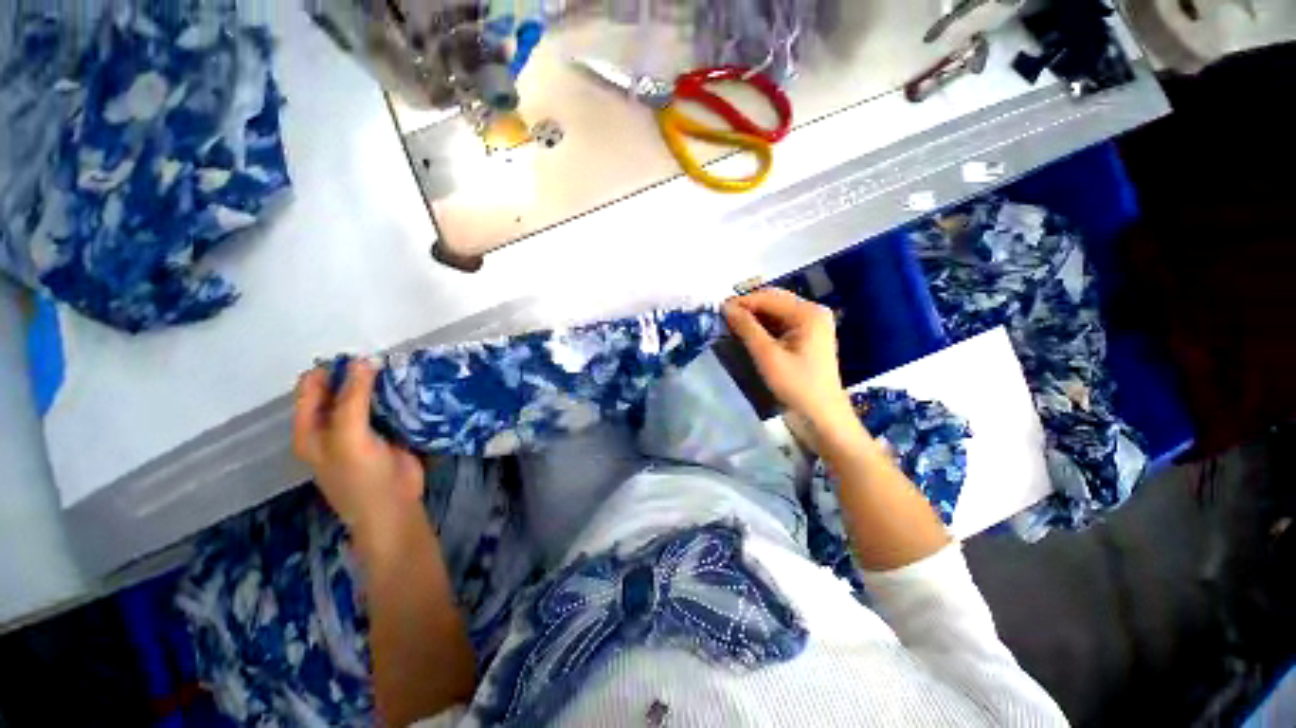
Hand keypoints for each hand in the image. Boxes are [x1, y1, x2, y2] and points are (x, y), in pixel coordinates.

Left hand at [292, 360, 425, 542]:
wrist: (394, 506)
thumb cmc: (362, 477)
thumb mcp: (349, 437)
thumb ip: (352, 399)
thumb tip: (364, 360)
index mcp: (311, 427)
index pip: (312, 386)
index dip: (331, 369)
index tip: (360, 357)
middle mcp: (333, 424)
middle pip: (342, 389)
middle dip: (360, 374)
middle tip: (386, 362)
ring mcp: (362, 429)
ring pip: (369, 397)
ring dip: (382, 385)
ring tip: (402, 370)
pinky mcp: (388, 432)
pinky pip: (390, 408)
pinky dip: (398, 397)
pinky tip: (412, 387)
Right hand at [724, 289, 853, 428]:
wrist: (822, 416)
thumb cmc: (796, 386)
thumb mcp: (767, 356)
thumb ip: (747, 328)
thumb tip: (726, 307)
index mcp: (808, 313)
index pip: (768, 297)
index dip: (742, 302)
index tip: (718, 310)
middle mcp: (812, 312)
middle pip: (773, 301)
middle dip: (748, 307)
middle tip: (723, 318)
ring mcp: (812, 324)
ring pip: (775, 312)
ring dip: (754, 317)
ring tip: (731, 325)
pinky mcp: (807, 336)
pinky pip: (781, 323)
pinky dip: (763, 326)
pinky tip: (748, 334)